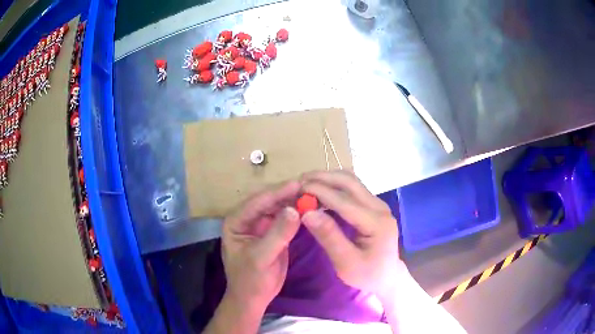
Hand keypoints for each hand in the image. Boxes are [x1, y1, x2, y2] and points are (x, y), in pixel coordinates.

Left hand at [221, 181, 300, 309]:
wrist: (254, 297)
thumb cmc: (251, 279)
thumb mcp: (262, 257)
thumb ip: (277, 234)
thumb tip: (295, 210)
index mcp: (236, 221)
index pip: (258, 202)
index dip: (278, 192)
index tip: (299, 184)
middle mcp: (248, 219)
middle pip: (269, 201)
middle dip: (288, 194)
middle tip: (310, 187)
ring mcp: (261, 225)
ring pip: (279, 208)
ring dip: (294, 202)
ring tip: (313, 194)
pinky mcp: (273, 232)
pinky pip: (286, 219)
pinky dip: (297, 214)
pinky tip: (310, 208)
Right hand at [301, 170, 405, 295]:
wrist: (387, 276)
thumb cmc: (367, 275)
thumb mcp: (346, 263)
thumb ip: (329, 237)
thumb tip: (306, 213)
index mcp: (376, 223)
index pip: (345, 200)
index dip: (320, 192)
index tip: (297, 189)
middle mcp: (380, 207)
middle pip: (350, 182)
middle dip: (323, 178)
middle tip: (299, 181)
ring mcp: (378, 204)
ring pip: (351, 181)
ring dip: (328, 178)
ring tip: (306, 184)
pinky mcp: (372, 206)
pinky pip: (352, 188)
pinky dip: (333, 186)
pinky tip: (319, 192)